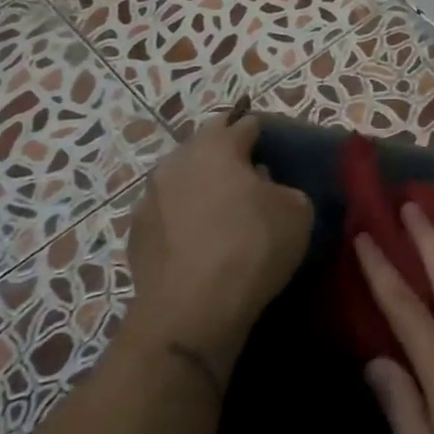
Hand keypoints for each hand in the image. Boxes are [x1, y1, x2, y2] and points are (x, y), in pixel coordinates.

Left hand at [125, 114, 313, 383]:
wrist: (192, 308)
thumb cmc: (252, 246)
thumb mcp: (297, 211)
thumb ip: (283, 187)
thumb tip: (264, 187)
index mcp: (216, 146)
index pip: (243, 124)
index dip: (261, 132)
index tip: (274, 146)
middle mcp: (176, 161)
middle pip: (206, 147)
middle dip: (227, 156)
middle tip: (251, 176)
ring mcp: (149, 198)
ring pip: (183, 180)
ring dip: (202, 187)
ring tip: (225, 210)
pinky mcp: (136, 233)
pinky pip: (169, 214)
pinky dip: (185, 219)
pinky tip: (201, 241)